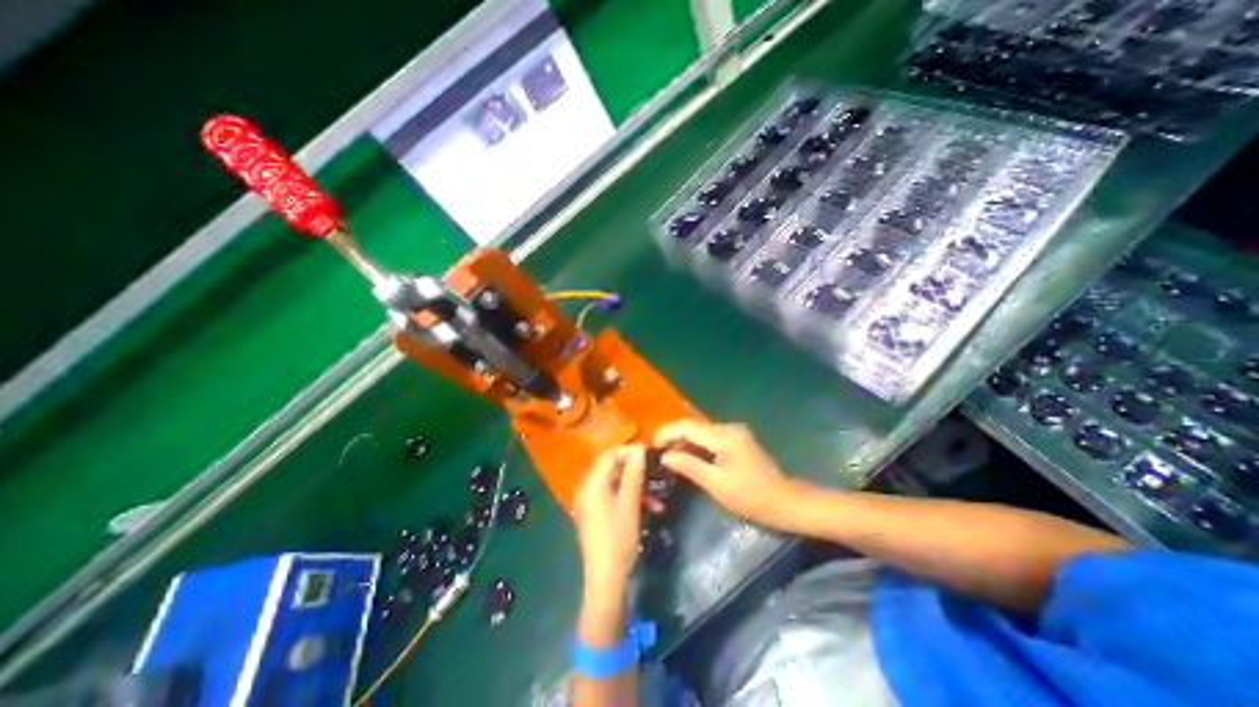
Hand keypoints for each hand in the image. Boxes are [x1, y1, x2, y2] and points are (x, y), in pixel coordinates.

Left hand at [576, 444, 648, 599]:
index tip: (649, 455)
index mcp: (593, 484)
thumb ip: (633, 474)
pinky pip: (612, 498)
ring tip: (657, 498)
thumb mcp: (629, 503)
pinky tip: (648, 509)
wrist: (605, 579)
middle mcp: (587, 490)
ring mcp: (590, 504)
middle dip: (635, 471)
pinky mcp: (595, 516)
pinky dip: (629, 499)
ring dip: (636, 488)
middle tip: (655, 474)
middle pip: (611, 469)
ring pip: (615, 485)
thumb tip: (639, 449)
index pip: (609, 455)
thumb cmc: (618, 537)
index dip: (628, 451)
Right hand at [653, 419, 800, 530]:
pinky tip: (687, 454)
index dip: (667, 432)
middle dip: (674, 436)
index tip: (652, 445)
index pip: (688, 426)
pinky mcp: (738, 439)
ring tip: (668, 454)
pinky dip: (697, 444)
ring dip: (685, 440)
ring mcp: (735, 432)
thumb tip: (665, 456)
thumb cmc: (750, 497)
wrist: (785, 501)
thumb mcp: (716, 484)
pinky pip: (711, 437)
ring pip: (702, 431)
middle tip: (658, 452)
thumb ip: (689, 466)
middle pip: (694, 426)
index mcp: (724, 436)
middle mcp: (729, 427)